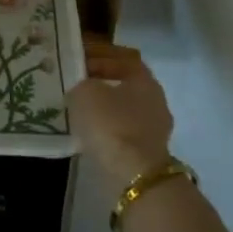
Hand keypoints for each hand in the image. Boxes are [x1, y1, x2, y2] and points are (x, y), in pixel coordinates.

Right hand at [69, 55, 174, 187]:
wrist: (134, 175)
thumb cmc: (111, 124)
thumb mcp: (86, 92)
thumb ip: (82, 82)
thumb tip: (82, 87)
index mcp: (145, 80)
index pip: (124, 58)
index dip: (100, 56)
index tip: (79, 60)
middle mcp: (155, 101)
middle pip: (125, 84)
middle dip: (101, 81)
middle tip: (76, 82)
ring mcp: (154, 128)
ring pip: (124, 108)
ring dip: (103, 106)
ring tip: (78, 107)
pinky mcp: (147, 152)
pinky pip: (123, 130)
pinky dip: (106, 127)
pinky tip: (88, 130)